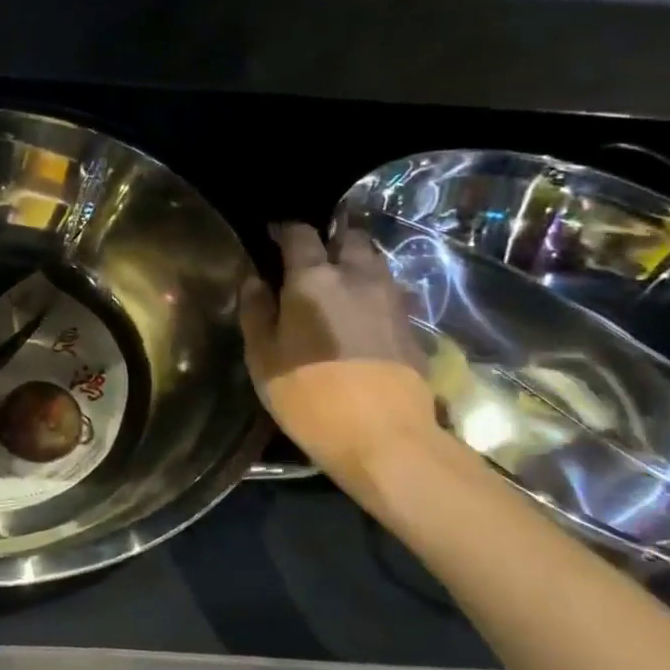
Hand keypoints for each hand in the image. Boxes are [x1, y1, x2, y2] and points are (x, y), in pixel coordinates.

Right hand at [239, 223, 440, 491]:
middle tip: (312, 261)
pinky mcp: (413, 325)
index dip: (284, 231)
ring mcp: (392, 299)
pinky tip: (362, 316)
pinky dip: (374, 293)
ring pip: (375, 262)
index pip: (300, 233)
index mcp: (314, 278)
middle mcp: (358, 276)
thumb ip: (256, 312)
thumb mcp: (263, 358)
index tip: (272, 239)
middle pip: (349, 237)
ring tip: (338, 286)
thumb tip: (255, 280)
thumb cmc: (310, 396)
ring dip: (356, 264)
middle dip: (330, 241)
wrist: (386, 438)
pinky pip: (391, 292)